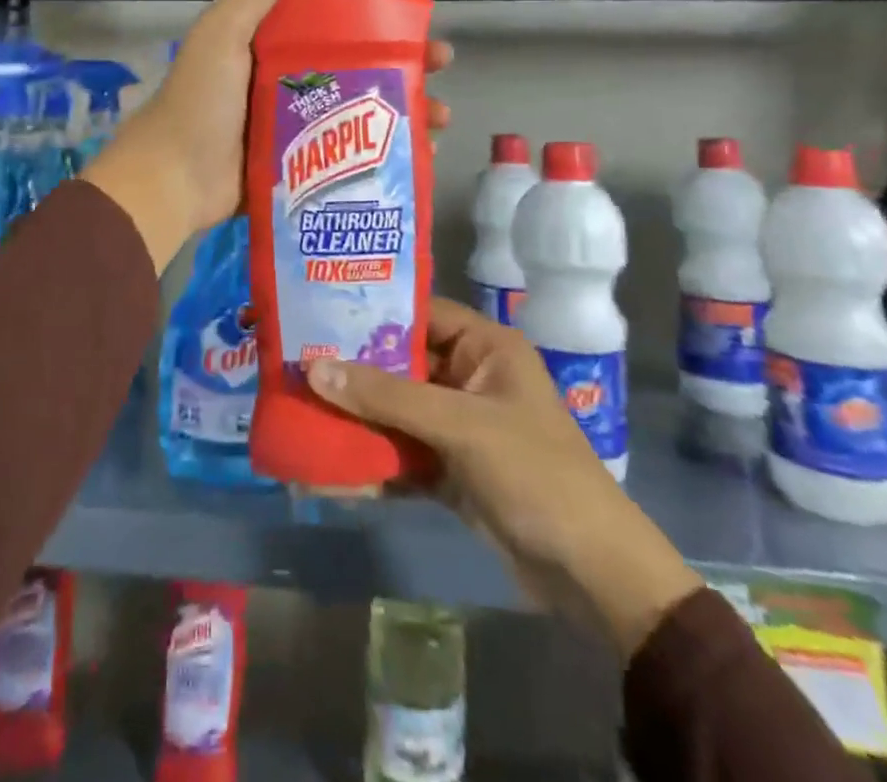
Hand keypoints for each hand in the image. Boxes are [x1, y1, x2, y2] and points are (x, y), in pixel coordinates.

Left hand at [82, 0, 452, 270]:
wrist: (173, 179)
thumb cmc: (201, 100)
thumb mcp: (225, 31)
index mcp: (272, 44)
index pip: (334, 21)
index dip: (375, 16)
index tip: (413, 18)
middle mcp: (289, 80)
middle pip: (358, 66)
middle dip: (403, 65)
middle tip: (441, 66)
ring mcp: (298, 127)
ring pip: (363, 112)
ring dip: (404, 111)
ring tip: (440, 119)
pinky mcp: (303, 167)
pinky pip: (352, 155)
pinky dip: (386, 155)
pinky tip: (420, 156)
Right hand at [305, 299, 702, 656]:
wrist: (591, 575)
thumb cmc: (534, 473)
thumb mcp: (460, 425)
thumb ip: (387, 397)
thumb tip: (314, 369)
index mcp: (486, 347)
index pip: (420, 314)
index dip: (372, 311)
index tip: (317, 312)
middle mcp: (470, 378)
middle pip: (400, 364)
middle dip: (353, 371)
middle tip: (295, 362)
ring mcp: (459, 426)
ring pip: (396, 412)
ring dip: (356, 419)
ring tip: (300, 413)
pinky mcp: (451, 470)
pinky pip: (401, 455)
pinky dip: (371, 463)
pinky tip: (328, 471)